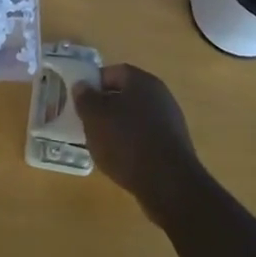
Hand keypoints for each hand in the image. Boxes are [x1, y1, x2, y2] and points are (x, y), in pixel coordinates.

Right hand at [75, 64, 205, 221]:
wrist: (169, 184)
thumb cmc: (127, 142)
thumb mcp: (95, 117)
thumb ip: (85, 98)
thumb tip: (82, 85)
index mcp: (141, 81)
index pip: (113, 72)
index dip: (93, 84)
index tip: (80, 101)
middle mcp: (160, 94)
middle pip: (125, 94)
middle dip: (105, 107)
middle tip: (88, 122)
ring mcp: (170, 120)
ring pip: (135, 116)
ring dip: (118, 127)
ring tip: (101, 144)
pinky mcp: (174, 145)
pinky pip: (146, 136)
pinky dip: (132, 144)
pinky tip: (122, 160)